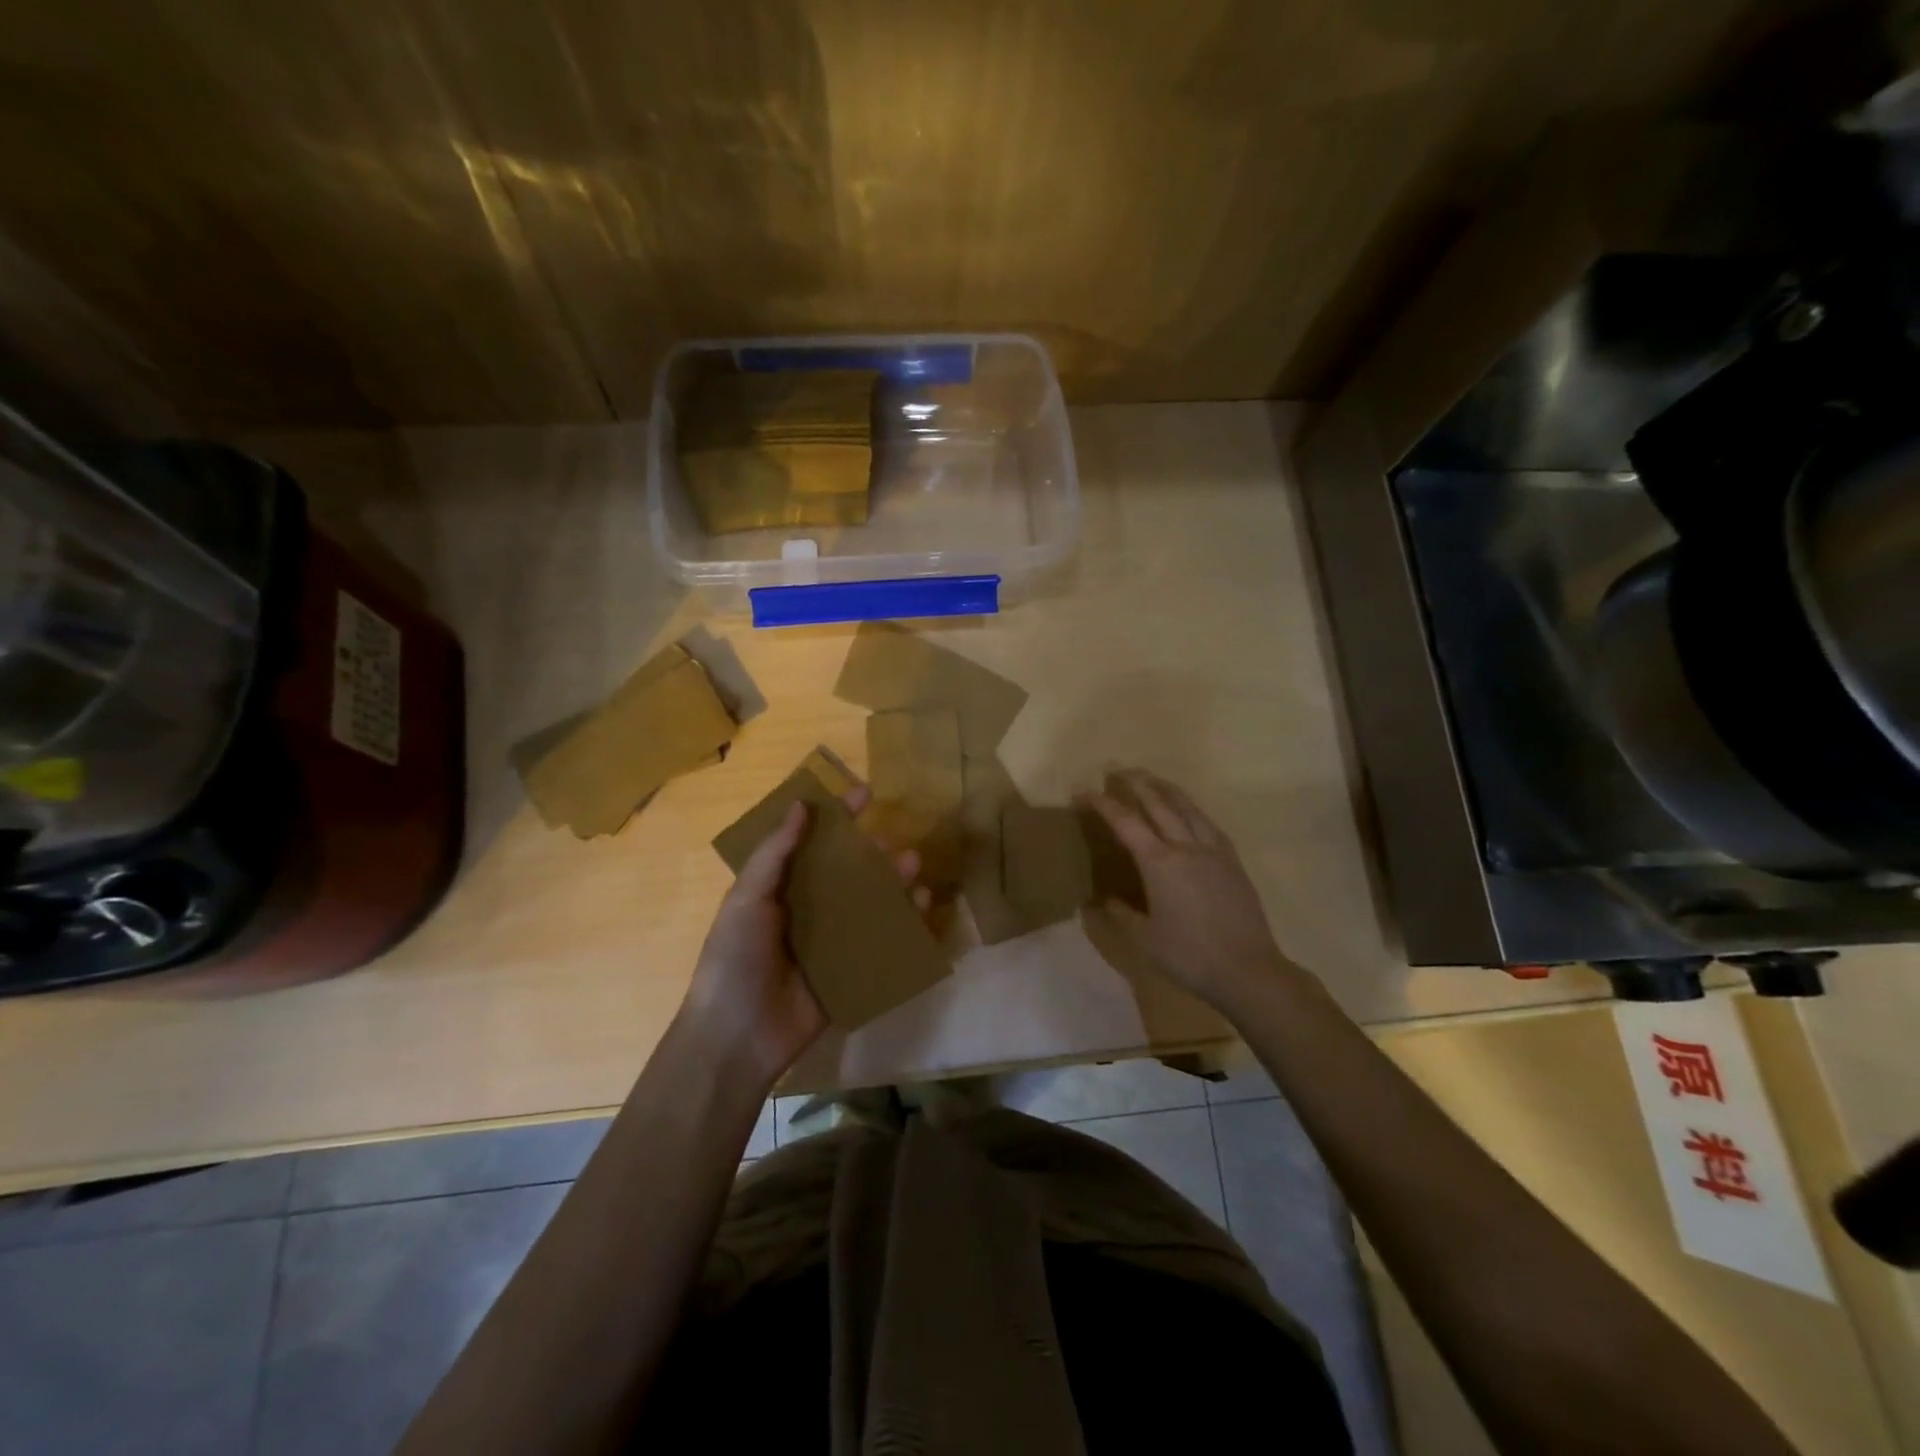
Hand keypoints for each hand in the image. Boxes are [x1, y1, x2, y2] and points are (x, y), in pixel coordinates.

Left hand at [678, 784, 924, 1089]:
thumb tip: (801, 804)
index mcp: (780, 889)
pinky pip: (882, 941)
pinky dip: (905, 921)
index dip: (837, 816)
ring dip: (893, 882)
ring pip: (870, 902)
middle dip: (871, 852)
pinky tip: (922, 906)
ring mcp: (831, 942)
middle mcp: (808, 910)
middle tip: (891, 841)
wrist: (738, 1037)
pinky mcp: (851, 972)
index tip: (866, 793)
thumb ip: (774, 853)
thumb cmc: (735, 959)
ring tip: (913, 866)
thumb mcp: (747, 899)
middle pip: (847, 871)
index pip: (813, 843)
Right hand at [1083, 769, 1301, 1014]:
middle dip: (1136, 784)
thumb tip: (1101, 901)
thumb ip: (1121, 915)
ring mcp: (1214, 851)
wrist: (1248, 970)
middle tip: (1118, 771)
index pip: (1126, 823)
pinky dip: (1192, 809)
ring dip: (1166, 789)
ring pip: (1188, 808)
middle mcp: (1186, 847)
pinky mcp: (1233, 861)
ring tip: (1152, 778)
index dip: (1103, 804)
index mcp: (1160, 863)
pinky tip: (1189, 811)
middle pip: (1159, 804)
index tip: (1084, 792)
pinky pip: (1208, 823)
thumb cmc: (1189, 956)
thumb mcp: (1145, 940)